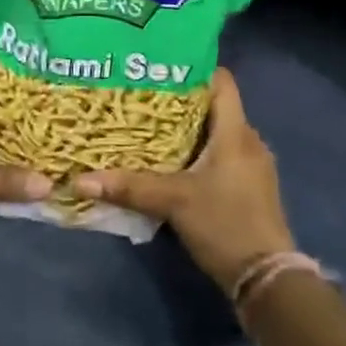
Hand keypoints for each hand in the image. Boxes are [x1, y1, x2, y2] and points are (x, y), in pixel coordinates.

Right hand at [71, 69, 292, 293]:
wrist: (266, 278)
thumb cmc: (224, 224)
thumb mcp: (173, 201)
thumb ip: (129, 187)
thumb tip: (80, 180)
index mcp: (236, 133)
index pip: (222, 82)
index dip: (193, 69)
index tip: (159, 67)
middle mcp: (249, 142)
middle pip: (214, 108)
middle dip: (180, 102)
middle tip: (141, 97)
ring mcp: (252, 167)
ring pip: (217, 134)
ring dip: (188, 130)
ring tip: (148, 127)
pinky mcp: (249, 188)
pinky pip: (221, 157)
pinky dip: (198, 153)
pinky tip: (171, 163)